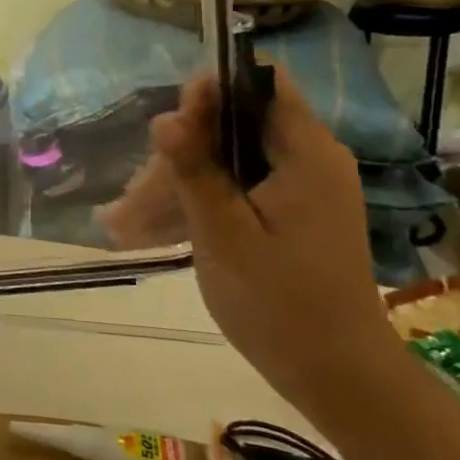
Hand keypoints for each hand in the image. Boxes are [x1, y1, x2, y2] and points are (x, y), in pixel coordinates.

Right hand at [102, 69, 399, 421]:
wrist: (336, 376)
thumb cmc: (280, 303)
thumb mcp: (224, 234)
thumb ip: (195, 170)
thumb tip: (163, 116)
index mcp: (305, 154)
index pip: (260, 83)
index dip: (211, 89)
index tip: (167, 125)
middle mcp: (307, 159)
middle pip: (233, 124)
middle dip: (179, 151)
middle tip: (133, 195)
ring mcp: (297, 188)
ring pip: (225, 160)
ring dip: (176, 183)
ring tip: (123, 222)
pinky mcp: (286, 213)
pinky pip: (234, 189)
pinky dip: (196, 204)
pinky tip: (147, 232)